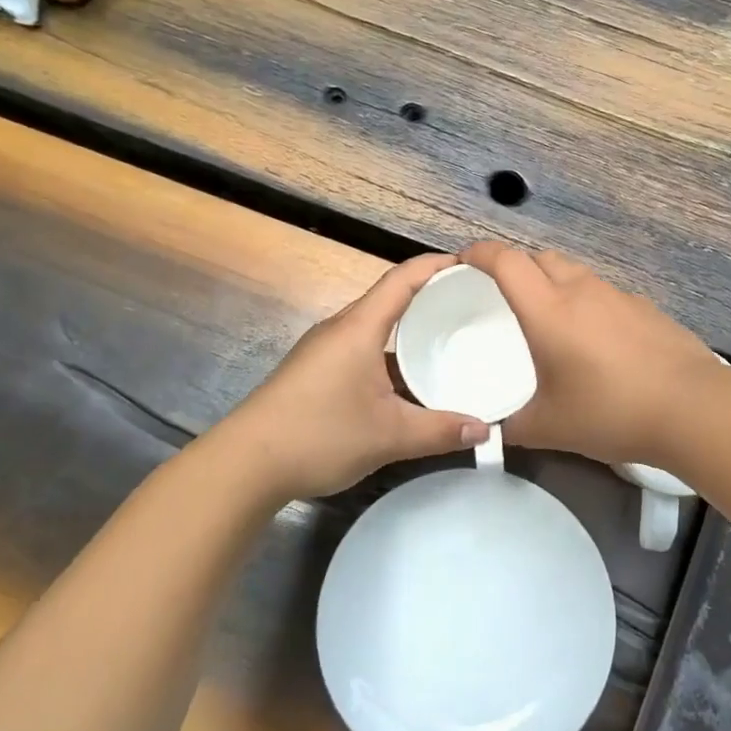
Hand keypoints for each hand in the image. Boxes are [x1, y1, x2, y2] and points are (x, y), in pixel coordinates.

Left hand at [223, 255, 489, 499]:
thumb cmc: (319, 434)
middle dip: (431, 297)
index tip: (472, 266)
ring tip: (449, 342)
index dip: (437, 266)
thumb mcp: (389, 435)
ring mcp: (324, 351)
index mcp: (359, 328)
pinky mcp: (314, 372)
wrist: (245, 465)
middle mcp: (340, 330)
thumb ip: (440, 431)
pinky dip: (391, 355)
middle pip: (390, 299)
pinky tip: (410, 381)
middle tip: (471, 307)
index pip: (403, 279)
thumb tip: (485, 429)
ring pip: (375, 328)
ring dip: (410, 330)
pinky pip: (362, 350)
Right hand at [459, 242, 722, 466]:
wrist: (691, 408)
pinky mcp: (647, 308)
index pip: (505, 261)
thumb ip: (512, 425)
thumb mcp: (548, 427)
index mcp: (548, 310)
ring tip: (550, 317)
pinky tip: (596, 339)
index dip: (479, 253)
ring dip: (555, 282)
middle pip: (541, 257)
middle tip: (505, 296)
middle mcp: (582, 290)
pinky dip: (588, 302)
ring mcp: (619, 296)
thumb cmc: (609, 412)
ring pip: (576, 272)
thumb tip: (494, 428)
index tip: (464, 262)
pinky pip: (605, 293)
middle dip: (517, 266)